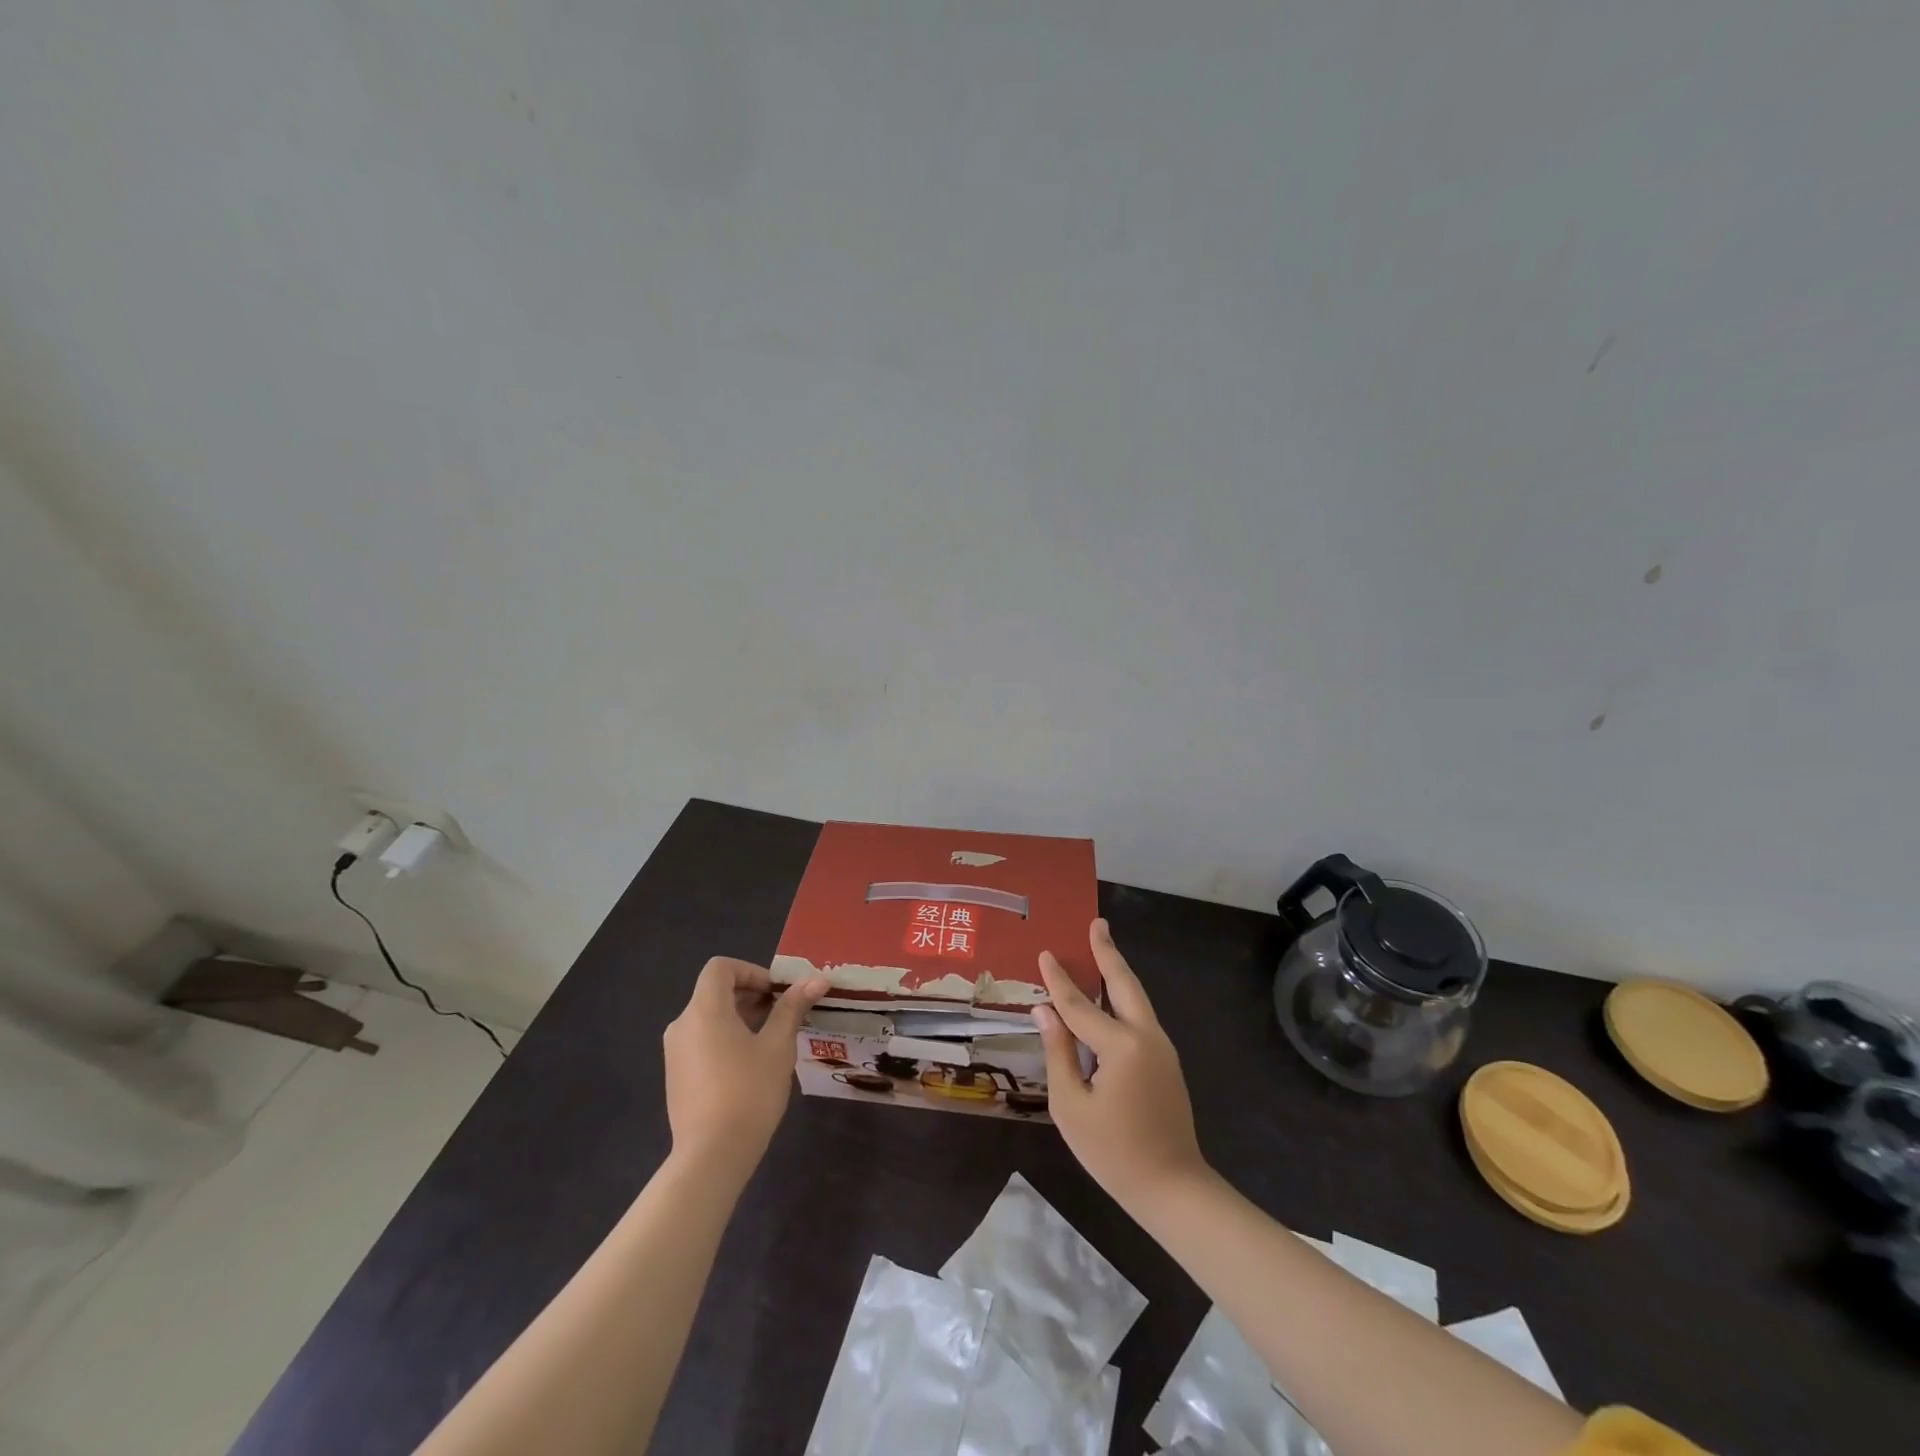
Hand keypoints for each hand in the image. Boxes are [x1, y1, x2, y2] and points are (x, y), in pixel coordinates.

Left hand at [663, 958, 826, 1174]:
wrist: (711, 1156)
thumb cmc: (748, 1092)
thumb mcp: (778, 1045)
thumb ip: (792, 1008)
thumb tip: (816, 980)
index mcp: (704, 1010)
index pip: (721, 967)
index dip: (751, 971)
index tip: (776, 993)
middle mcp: (682, 1024)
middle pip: (715, 992)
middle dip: (752, 995)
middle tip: (783, 1015)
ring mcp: (675, 1052)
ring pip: (710, 1018)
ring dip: (741, 1018)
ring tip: (772, 1041)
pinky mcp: (677, 1076)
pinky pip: (702, 1041)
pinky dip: (726, 1039)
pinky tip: (750, 1066)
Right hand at [1034, 919, 1208, 1212]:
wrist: (1173, 1188)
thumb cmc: (1113, 1152)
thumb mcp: (1072, 1106)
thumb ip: (1059, 1053)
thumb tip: (1045, 1011)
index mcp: (1122, 1046)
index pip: (1080, 1005)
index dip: (1059, 980)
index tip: (1045, 953)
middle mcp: (1146, 1036)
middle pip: (1123, 984)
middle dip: (1108, 952)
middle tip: (1097, 923)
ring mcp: (1161, 1048)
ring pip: (1135, 998)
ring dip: (1117, 972)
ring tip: (1101, 948)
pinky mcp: (1166, 1061)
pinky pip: (1139, 1018)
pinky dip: (1122, 998)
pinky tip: (1109, 997)